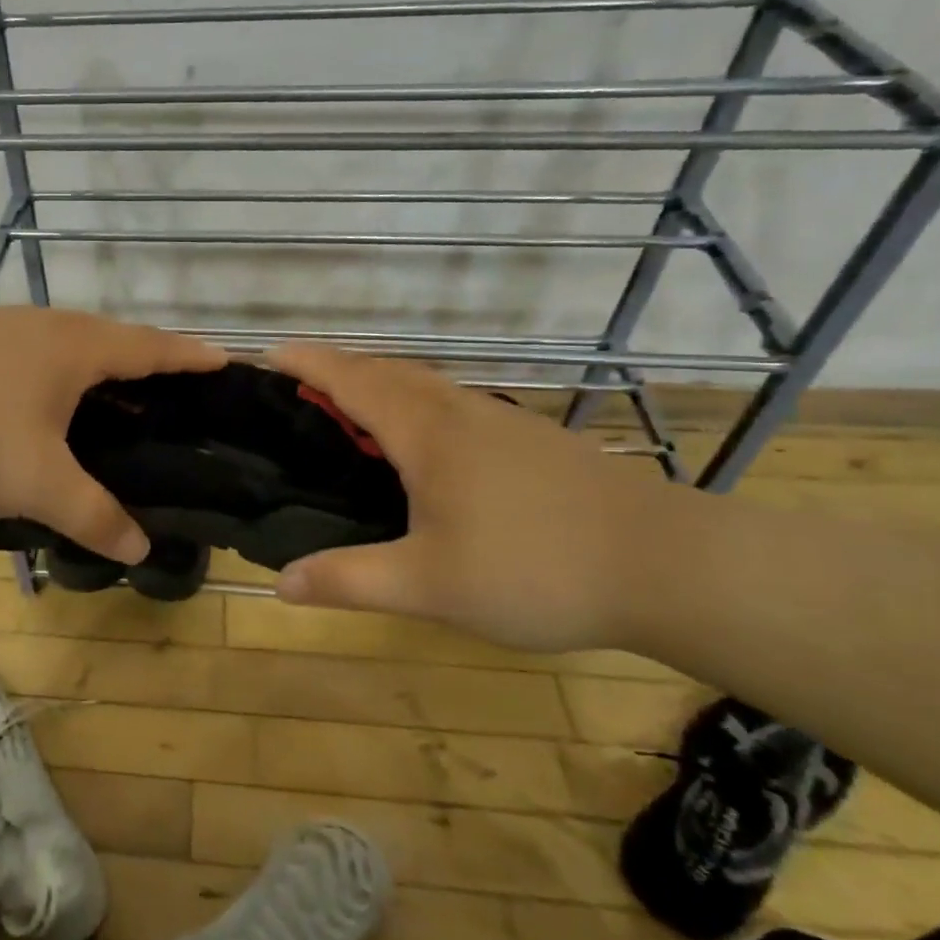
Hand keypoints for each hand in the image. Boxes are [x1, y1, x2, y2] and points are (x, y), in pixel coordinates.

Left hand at [0, 308, 226, 563]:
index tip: (224, 359)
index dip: (188, 356)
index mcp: (72, 347)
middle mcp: (38, 324)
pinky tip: (34, 398)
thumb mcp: (38, 485)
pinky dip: (48, 369)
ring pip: (60, 339)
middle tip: (168, 388)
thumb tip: (141, 549)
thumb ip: (94, 516)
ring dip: (91, 362)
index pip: (149, 347)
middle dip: (142, 358)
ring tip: (107, 395)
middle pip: (107, 336)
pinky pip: (24, 349)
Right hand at [268, 343, 680, 652]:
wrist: (670, 566)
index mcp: (427, 433)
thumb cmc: (536, 568)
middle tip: (300, 383)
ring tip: (351, 408)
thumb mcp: (430, 586)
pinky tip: (425, 445)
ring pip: (426, 384)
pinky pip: (453, 404)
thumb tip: (279, 584)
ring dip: (380, 382)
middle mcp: (461, 413)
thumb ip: (350, 581)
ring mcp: (502, 423)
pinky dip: (416, 403)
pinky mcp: (532, 442)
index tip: (269, 353)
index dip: (308, 363)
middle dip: (338, 367)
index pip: (352, 380)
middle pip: (388, 371)